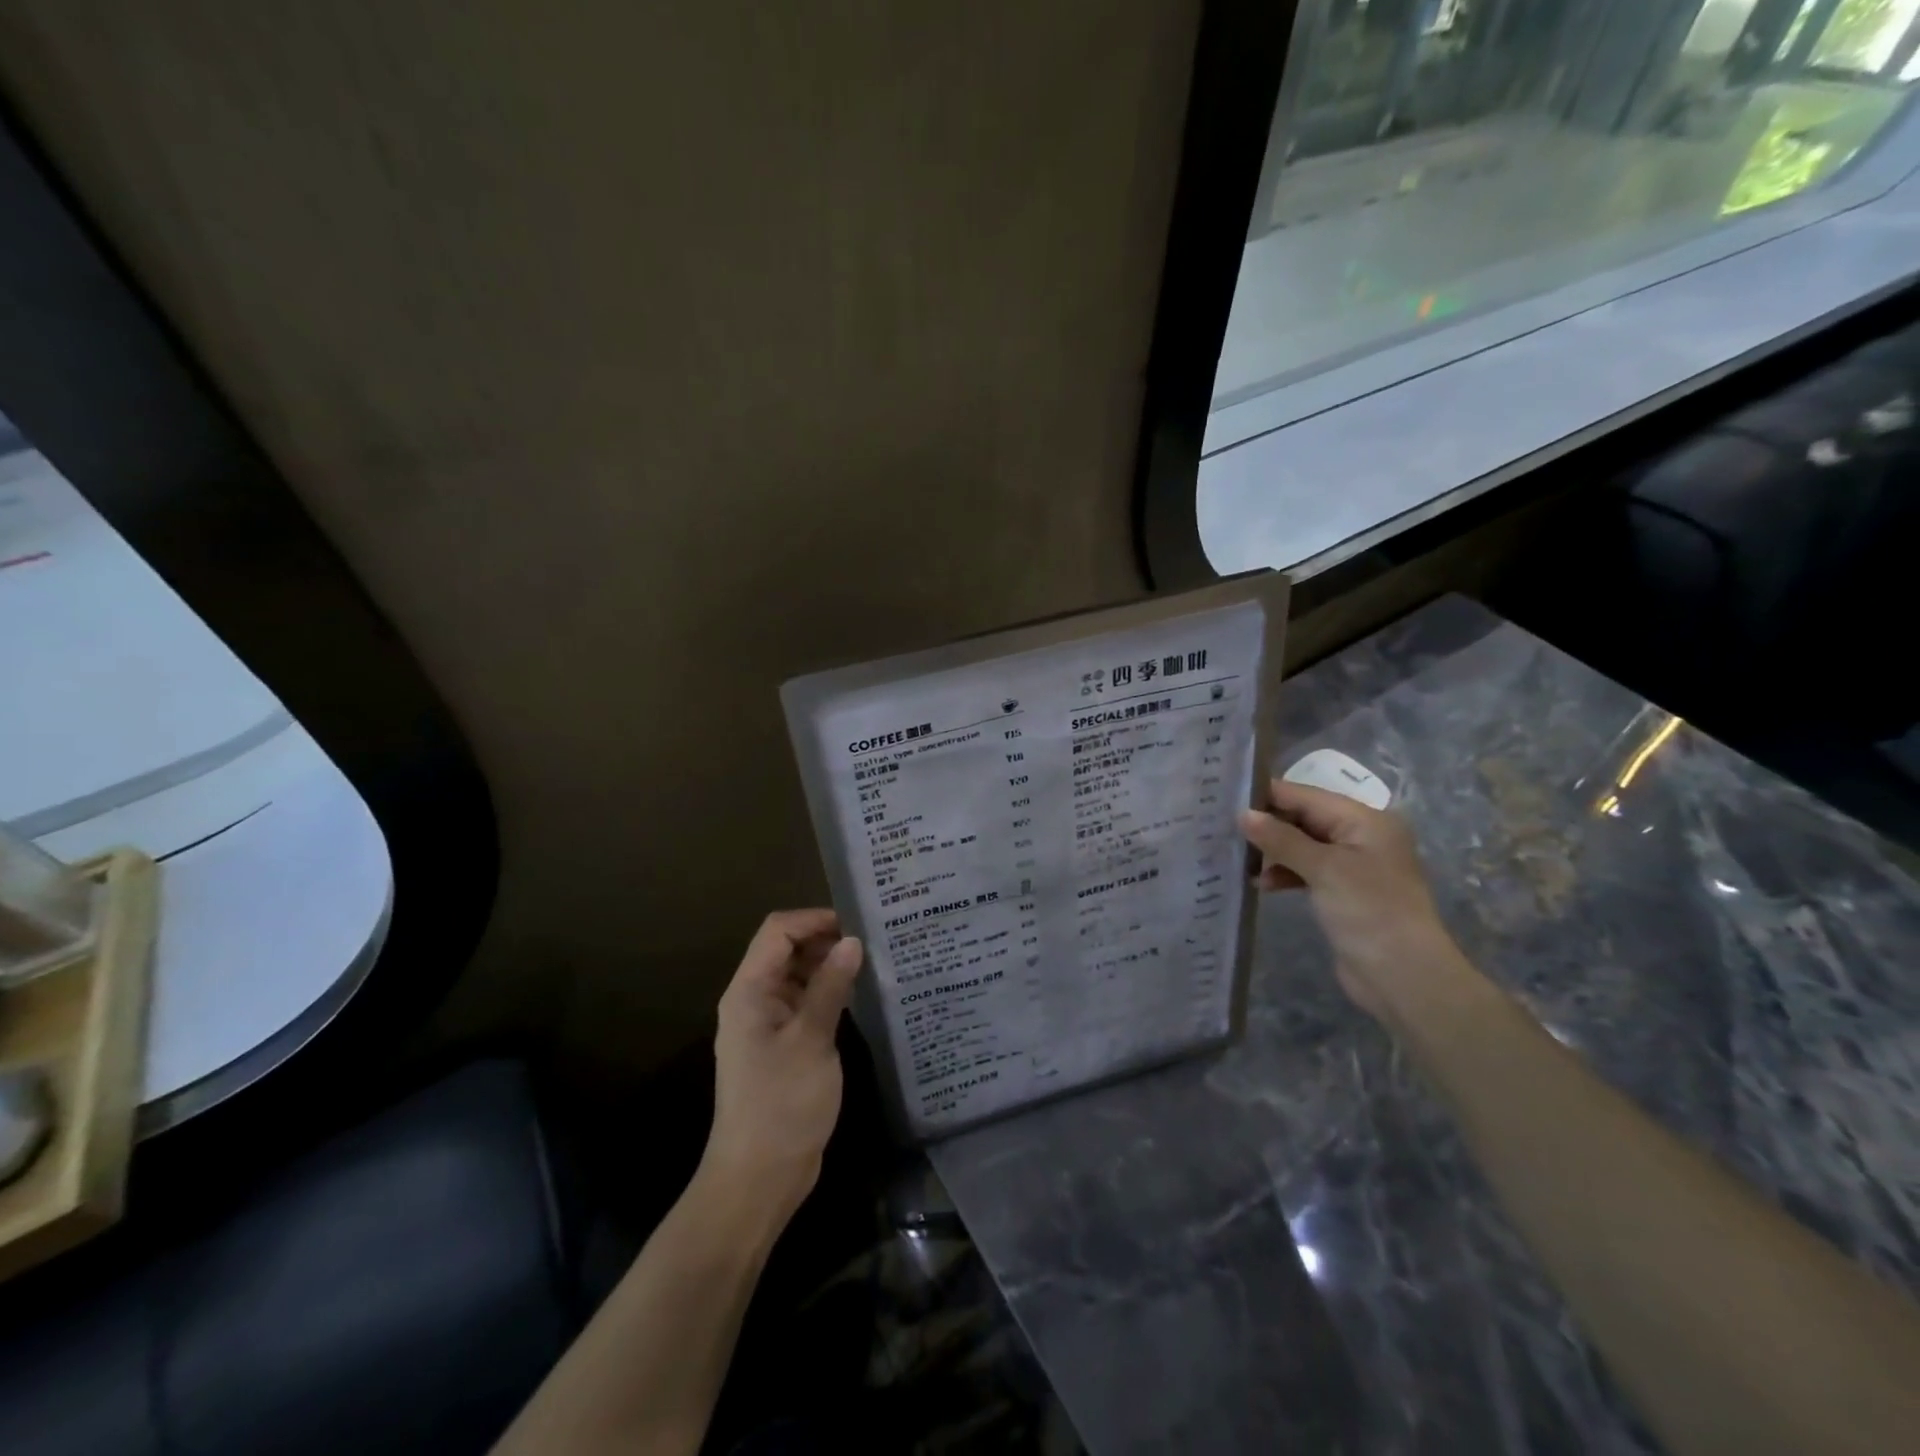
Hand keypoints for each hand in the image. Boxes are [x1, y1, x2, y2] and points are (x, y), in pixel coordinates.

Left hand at [701, 909, 861, 1227]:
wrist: (759, 1178)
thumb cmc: (782, 1104)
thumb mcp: (812, 1039)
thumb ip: (831, 986)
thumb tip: (853, 941)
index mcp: (750, 991)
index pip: (777, 931)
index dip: (814, 919)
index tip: (857, 924)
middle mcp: (754, 1000)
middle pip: (786, 950)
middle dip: (825, 940)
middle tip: (872, 942)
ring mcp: (768, 1024)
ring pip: (798, 976)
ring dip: (829, 967)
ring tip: (872, 964)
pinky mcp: (783, 1046)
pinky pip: (804, 1003)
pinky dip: (828, 993)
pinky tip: (859, 998)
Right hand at [1238, 780, 1472, 1022]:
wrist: (1404, 976)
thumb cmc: (1369, 911)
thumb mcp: (1323, 868)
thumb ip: (1281, 839)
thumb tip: (1243, 814)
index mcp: (1365, 821)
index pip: (1307, 796)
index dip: (1268, 796)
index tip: (1226, 797)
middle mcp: (1361, 837)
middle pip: (1304, 819)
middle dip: (1268, 824)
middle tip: (1223, 827)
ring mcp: (1354, 866)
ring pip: (1302, 846)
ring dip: (1273, 852)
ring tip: (1238, 859)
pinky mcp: (1344, 893)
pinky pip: (1307, 871)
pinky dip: (1284, 873)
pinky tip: (1260, 884)